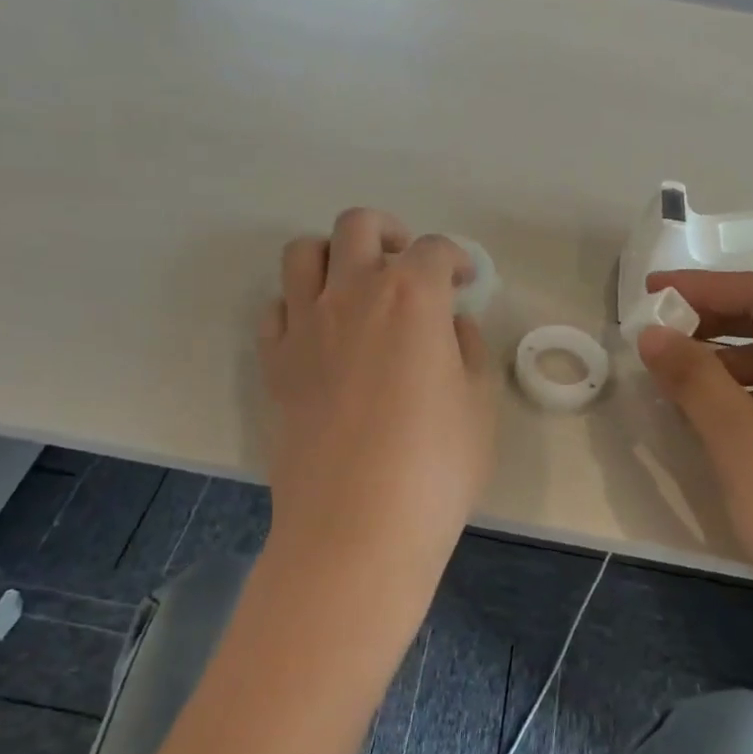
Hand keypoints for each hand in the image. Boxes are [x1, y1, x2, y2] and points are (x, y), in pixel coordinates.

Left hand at [260, 210, 494, 610]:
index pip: (435, 250)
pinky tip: (320, 334)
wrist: (357, 526)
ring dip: (334, 256)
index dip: (456, 259)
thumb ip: (468, 349)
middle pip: (359, 226)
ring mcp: (303, 325)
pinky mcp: (273, 362)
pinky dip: (298, 306)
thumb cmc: (435, 466)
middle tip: (408, 265)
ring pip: (304, 253)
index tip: (464, 281)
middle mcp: (352, 292)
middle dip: (390, 233)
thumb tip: (451, 325)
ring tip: (355, 286)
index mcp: (411, 295)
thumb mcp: (479, 404)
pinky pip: (276, 308)